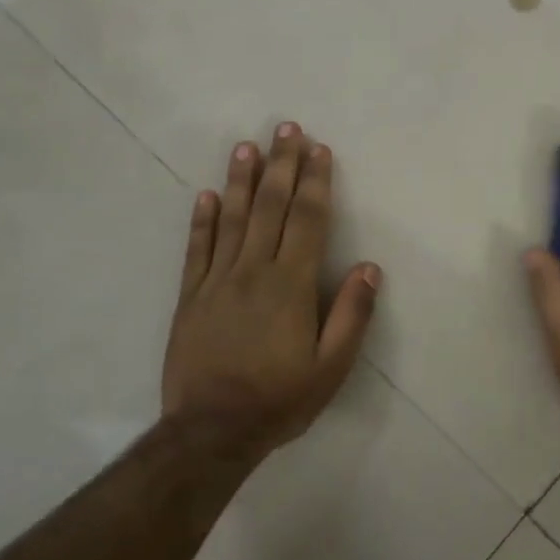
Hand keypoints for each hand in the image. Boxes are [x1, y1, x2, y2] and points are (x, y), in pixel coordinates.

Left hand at [162, 123, 380, 454]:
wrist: (211, 431)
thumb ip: (352, 314)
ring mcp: (217, 281)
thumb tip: (369, 267)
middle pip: (270, 207)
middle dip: (281, 165)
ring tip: (247, 146)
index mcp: (291, 285)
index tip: (319, 149)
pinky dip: (202, 219)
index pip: (307, 220)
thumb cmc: (280, 398)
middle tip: (286, 128)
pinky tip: (207, 194)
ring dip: (241, 179)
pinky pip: (197, 249)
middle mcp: (253, 271)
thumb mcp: (331, 367)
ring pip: (232, 219)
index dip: (315, 182)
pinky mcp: (190, 297)